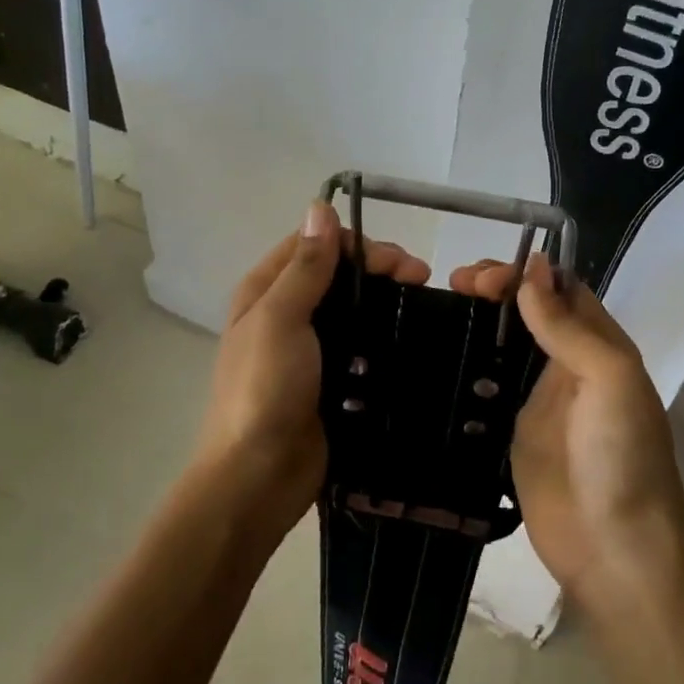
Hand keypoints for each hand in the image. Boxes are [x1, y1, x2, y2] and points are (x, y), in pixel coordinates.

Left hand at [199, 203, 428, 539]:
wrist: (259, 476)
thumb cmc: (263, 389)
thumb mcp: (280, 319)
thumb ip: (305, 266)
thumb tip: (320, 207)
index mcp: (265, 291)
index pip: (314, 244)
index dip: (356, 243)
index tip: (396, 260)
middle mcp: (286, 313)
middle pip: (337, 274)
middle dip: (378, 269)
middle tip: (421, 279)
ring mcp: (310, 349)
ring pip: (353, 308)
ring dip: (385, 300)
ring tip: (424, 307)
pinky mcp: (332, 379)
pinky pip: (362, 346)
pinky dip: (384, 335)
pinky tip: (411, 338)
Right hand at [450, 256, 683, 598]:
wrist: (613, 549)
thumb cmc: (621, 456)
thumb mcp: (610, 379)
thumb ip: (569, 326)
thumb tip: (532, 269)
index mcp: (600, 346)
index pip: (562, 289)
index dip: (527, 272)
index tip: (485, 274)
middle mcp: (569, 365)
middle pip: (530, 311)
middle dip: (496, 289)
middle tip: (456, 285)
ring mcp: (538, 400)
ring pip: (506, 344)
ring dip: (479, 320)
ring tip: (440, 306)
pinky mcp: (512, 432)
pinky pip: (487, 387)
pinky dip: (467, 365)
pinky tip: (437, 354)